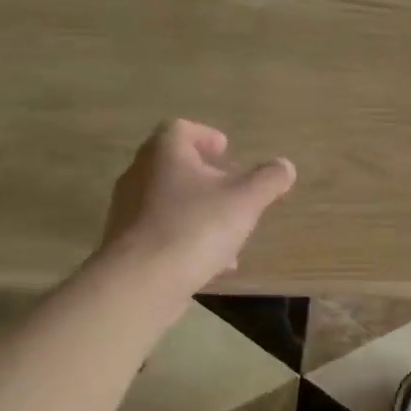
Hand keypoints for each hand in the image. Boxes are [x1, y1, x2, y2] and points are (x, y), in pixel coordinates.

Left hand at [100, 120, 296, 286]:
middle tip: (232, 189)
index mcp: (165, 153)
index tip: (226, 151)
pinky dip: (187, 240)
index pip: (180, 129)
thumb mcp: (245, 200)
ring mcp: (128, 211)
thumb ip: (268, 179)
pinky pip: (162, 233)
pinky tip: (212, 264)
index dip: (206, 136)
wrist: (139, 282)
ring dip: (200, 211)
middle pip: (174, 166)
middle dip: (206, 177)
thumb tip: (285, 166)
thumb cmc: (195, 226)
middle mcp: (139, 175)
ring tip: (230, 233)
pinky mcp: (126, 245)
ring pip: (170, 202)